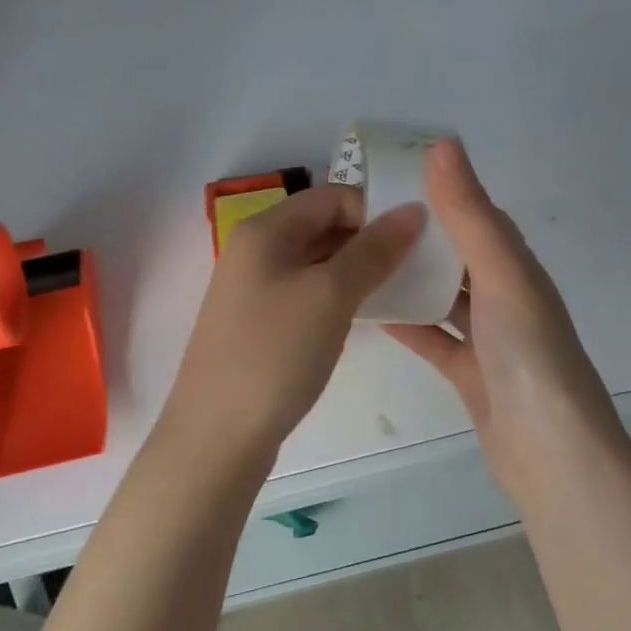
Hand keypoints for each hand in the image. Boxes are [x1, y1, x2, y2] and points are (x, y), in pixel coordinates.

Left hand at [160, 183, 424, 459]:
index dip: (373, 211)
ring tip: (395, 294)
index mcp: (264, 230)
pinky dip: (335, 298)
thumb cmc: (275, 354)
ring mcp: (253, 289)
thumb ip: (373, 250)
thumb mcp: (330, 296)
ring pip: (316, 263)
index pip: (330, 196)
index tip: (413, 242)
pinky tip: (359, 320)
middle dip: (368, 241)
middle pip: (322, 226)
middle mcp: (254, 251)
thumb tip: (413, 209)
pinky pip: (305, 294)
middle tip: (412, 269)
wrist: (217, 435)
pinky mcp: (258, 323)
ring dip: (355, 272)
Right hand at [385, 140, 617, 492]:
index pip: (478, 215)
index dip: (442, 192)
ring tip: (360, 259)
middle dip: (419, 236)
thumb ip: (470, 213)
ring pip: (444, 297)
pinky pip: (434, 338)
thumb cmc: (529, 353)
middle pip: (458, 256)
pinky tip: (371, 314)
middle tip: (362, 219)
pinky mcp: (471, 375)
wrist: (551, 452)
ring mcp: (490, 340)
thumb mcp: (500, 273)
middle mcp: (506, 298)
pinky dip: (408, 324)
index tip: (393, 176)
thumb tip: (443, 144)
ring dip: (410, 279)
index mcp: (518, 268)